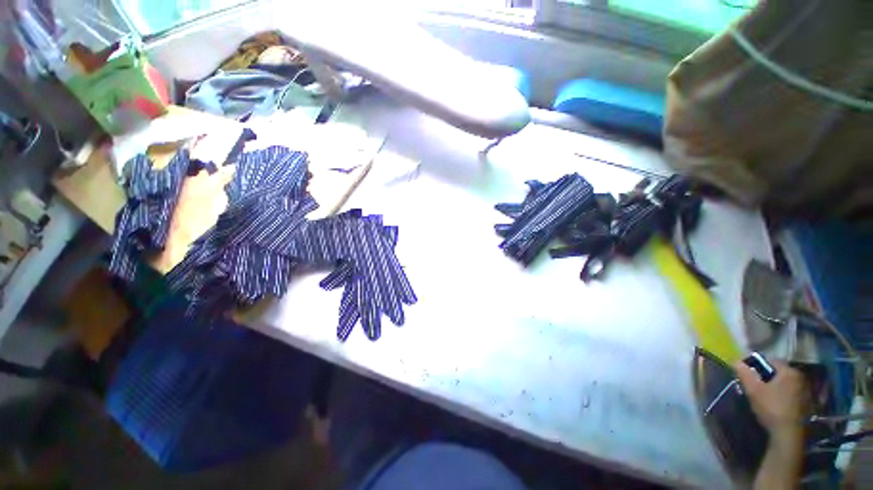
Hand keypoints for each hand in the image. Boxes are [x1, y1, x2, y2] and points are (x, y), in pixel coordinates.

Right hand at [734, 360, 807, 441]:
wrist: (788, 433)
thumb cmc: (771, 407)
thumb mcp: (753, 389)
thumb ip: (744, 372)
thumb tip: (735, 360)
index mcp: (788, 370)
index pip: (769, 361)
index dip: (756, 366)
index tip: (747, 375)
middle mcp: (800, 376)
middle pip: (778, 372)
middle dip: (766, 377)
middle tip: (754, 386)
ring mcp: (805, 390)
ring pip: (785, 383)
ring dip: (774, 386)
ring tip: (764, 396)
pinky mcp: (806, 402)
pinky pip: (790, 392)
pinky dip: (782, 395)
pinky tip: (775, 404)